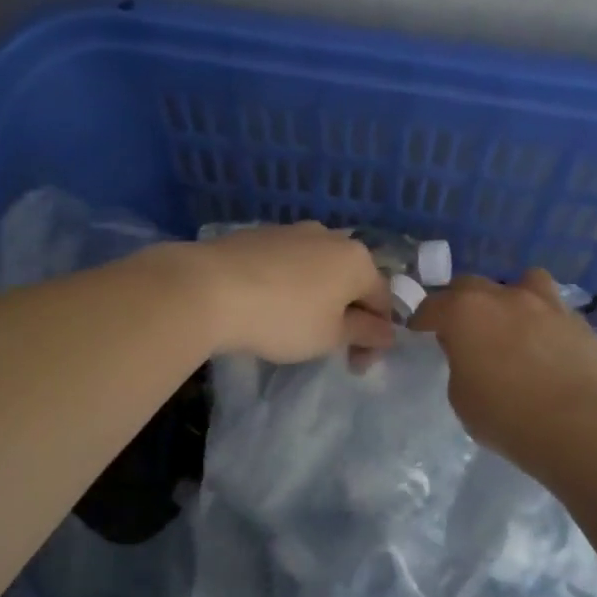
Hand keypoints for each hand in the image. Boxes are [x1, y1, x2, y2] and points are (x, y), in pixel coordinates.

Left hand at [179, 223, 395, 362]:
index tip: (356, 365)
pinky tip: (269, 305)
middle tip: (331, 346)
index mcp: (357, 259)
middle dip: (347, 314)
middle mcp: (330, 237)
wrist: (209, 288)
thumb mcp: (330, 336)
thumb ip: (365, 333)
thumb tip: (387, 332)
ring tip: (297, 325)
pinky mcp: (258, 235)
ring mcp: (292, 231)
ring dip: (318, 298)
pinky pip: (287, 264)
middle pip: (351, 281)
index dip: (376, 337)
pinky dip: (289, 285)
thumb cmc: (283, 318)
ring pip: (318, 269)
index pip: (382, 301)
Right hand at [409, 269, 596, 460]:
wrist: (577, 424)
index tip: (420, 330)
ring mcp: (549, 306)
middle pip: (474, 285)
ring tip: (516, 323)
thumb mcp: (461, 396)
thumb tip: (472, 353)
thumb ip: (461, 364)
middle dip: (463, 301)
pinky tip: (552, 352)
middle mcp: (507, 298)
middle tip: (464, 327)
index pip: (434, 304)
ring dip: (515, 298)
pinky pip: (559, 316)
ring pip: (528, 282)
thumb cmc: (505, 414)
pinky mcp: (583, 325)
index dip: (424, 318)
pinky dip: (550, 327)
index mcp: (467, 312)